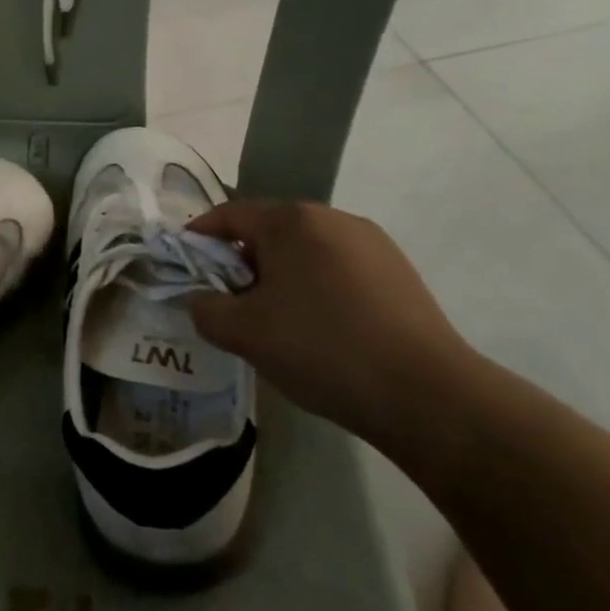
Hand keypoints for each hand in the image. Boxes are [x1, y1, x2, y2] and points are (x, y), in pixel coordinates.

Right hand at [186, 200, 477, 450]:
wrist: (426, 395)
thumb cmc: (322, 349)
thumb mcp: (244, 333)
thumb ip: (204, 309)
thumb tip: (198, 298)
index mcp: (291, 221)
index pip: (229, 215)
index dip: (199, 237)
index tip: (183, 265)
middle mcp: (332, 217)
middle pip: (268, 230)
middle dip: (240, 261)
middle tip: (228, 301)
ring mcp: (371, 243)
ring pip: (305, 250)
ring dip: (279, 275)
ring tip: (274, 320)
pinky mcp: (398, 272)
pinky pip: (337, 268)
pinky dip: (315, 287)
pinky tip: (319, 328)